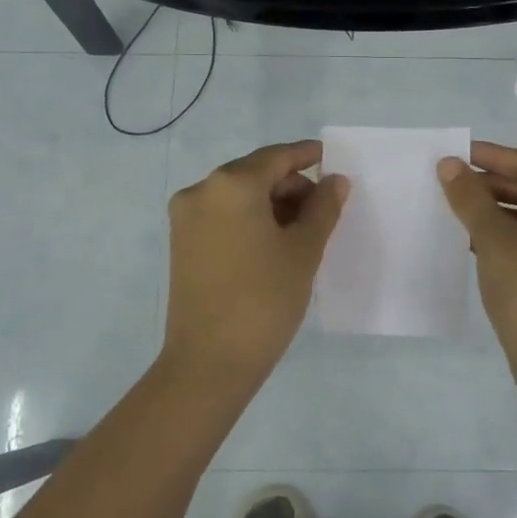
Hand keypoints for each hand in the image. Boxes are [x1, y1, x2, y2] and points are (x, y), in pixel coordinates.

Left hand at [161, 140, 349, 384]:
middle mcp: (202, 191)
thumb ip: (323, 208)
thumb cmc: (264, 300)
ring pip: (238, 195)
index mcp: (231, 185)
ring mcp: (186, 218)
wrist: (209, 362)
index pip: (276, 157)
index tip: (330, 157)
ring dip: (271, 203)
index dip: (306, 155)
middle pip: (255, 173)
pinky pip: (223, 215)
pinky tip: (274, 242)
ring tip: (303, 231)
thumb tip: (335, 180)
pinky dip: (250, 219)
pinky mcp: (181, 242)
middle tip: (324, 208)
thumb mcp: (303, 251)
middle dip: (291, 185)